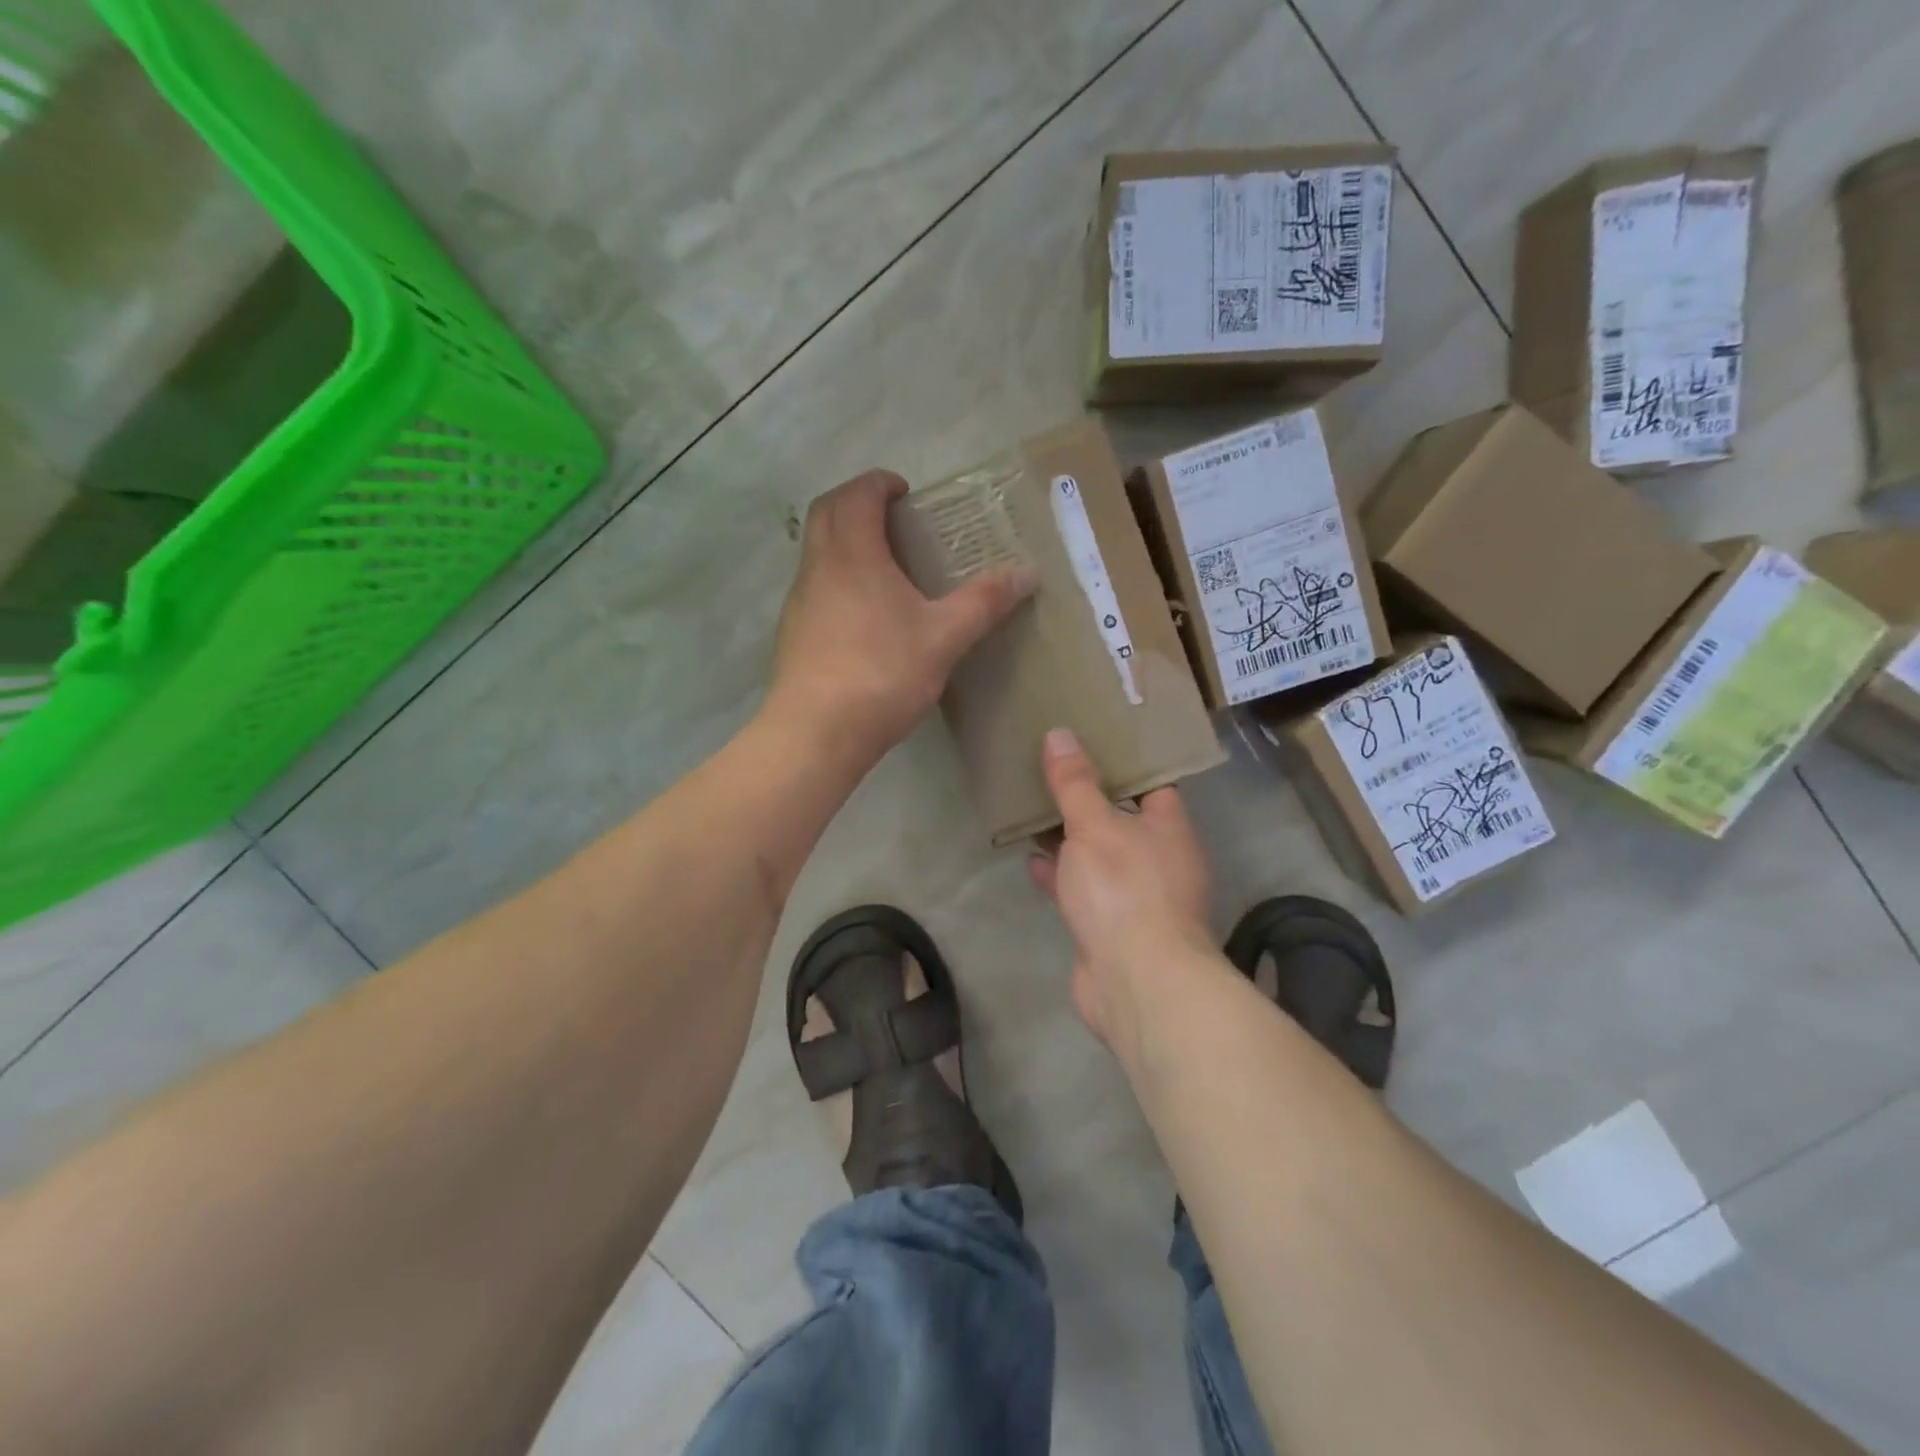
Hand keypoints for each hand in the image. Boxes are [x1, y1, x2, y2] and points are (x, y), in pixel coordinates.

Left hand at [768, 470, 1033, 764]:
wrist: (816, 733)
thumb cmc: (882, 674)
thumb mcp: (944, 638)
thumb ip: (984, 602)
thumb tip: (1027, 573)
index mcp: (852, 554)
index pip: (856, 495)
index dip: (878, 483)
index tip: (904, 492)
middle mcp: (818, 567)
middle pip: (826, 513)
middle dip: (857, 503)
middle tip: (894, 520)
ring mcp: (800, 601)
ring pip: (817, 551)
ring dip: (845, 542)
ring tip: (887, 567)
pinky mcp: (794, 633)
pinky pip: (815, 586)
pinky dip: (838, 578)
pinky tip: (865, 615)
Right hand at [1027, 728, 1218, 1055]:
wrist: (1136, 982)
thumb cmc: (1123, 889)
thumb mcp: (1094, 826)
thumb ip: (1075, 783)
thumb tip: (1060, 734)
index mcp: (1169, 828)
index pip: (1153, 783)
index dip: (1125, 762)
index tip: (1092, 740)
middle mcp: (1161, 860)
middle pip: (1123, 819)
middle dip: (1090, 800)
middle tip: (1053, 771)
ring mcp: (1138, 898)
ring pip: (1101, 856)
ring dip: (1072, 840)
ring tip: (1035, 811)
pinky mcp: (1114, 928)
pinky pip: (1085, 891)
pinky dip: (1062, 877)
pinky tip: (1033, 864)